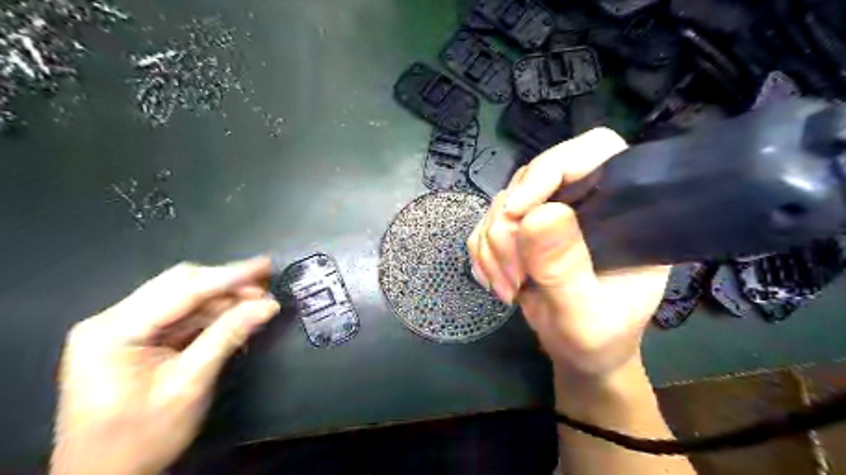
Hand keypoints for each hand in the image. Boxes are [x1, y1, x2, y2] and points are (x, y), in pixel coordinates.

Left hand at [51, 257, 280, 473]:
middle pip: (180, 285)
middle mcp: (112, 320)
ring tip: (259, 301)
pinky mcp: (135, 339)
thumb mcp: (189, 385)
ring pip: (183, 298)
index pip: (182, 290)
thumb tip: (268, 305)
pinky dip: (211, 314)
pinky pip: (180, 316)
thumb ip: (227, 337)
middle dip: (226, 284)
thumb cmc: (140, 438)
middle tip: (266, 287)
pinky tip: (236, 315)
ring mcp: (122, 328)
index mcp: (113, 331)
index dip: (229, 276)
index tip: (265, 265)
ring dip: (222, 298)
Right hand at [465, 127, 670, 377]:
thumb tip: (537, 215)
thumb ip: (565, 268)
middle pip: (532, 177)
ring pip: (501, 203)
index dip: (551, 168)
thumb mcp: (585, 314)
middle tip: (513, 275)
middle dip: (509, 227)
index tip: (517, 213)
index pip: (593, 150)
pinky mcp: (522, 230)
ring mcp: (549, 213)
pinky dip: (483, 254)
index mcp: (623, 208)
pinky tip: (496, 282)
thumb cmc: (599, 338)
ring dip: (493, 248)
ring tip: (508, 288)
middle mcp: (584, 200)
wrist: (579, 353)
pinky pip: (486, 225)